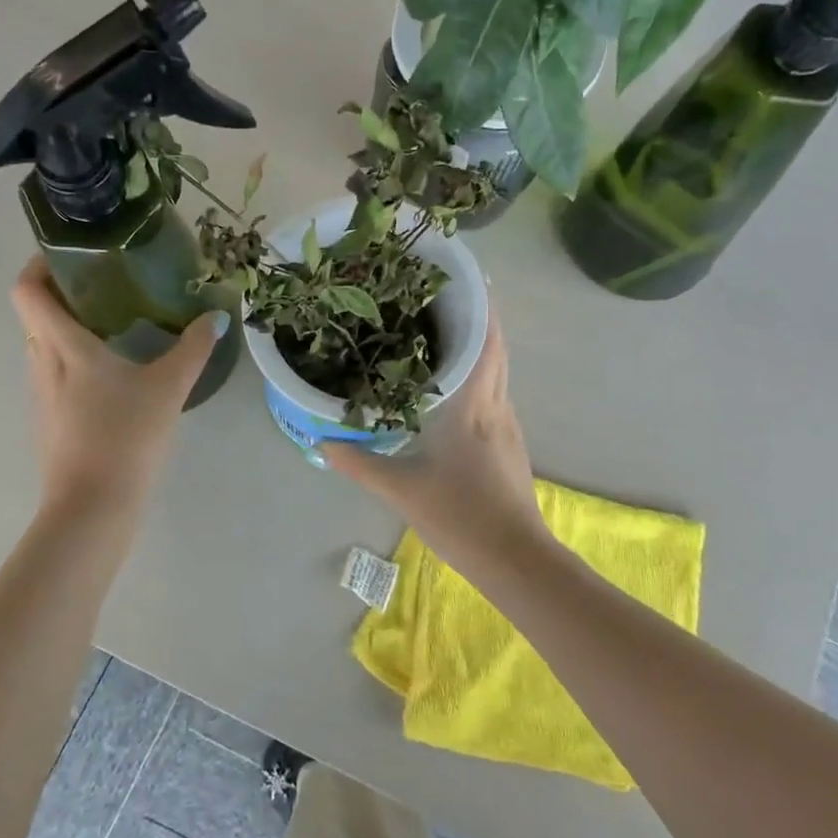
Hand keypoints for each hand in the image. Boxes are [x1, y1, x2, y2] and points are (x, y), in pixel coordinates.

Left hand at [11, 258, 226, 516]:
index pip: (27, 291)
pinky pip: (54, 377)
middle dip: (64, 295)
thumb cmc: (126, 436)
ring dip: (68, 331)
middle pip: (36, 316)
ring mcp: (42, 397)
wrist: (93, 506)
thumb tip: (216, 317)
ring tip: (113, 328)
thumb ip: (193, 348)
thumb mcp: (169, 388)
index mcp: (63, 346)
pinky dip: (74, 364)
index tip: (71, 255)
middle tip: (106, 287)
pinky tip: (112, 379)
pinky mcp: (49, 422)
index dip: (40, 265)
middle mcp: (42, 364)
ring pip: (45, 348)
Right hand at [323, 312, 547, 570]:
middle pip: (497, 351)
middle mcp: (497, 407)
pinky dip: (480, 378)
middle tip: (447, 298)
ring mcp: (508, 427)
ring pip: (498, 373)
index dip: (482, 308)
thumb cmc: (459, 516)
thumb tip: (323, 441)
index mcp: (474, 408)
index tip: (468, 279)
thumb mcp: (401, 490)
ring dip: (480, 348)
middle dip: (481, 320)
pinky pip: (495, 396)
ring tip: (445, 333)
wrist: (515, 559)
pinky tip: (455, 388)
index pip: (486, 344)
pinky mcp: (510, 446)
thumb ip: (360, 463)